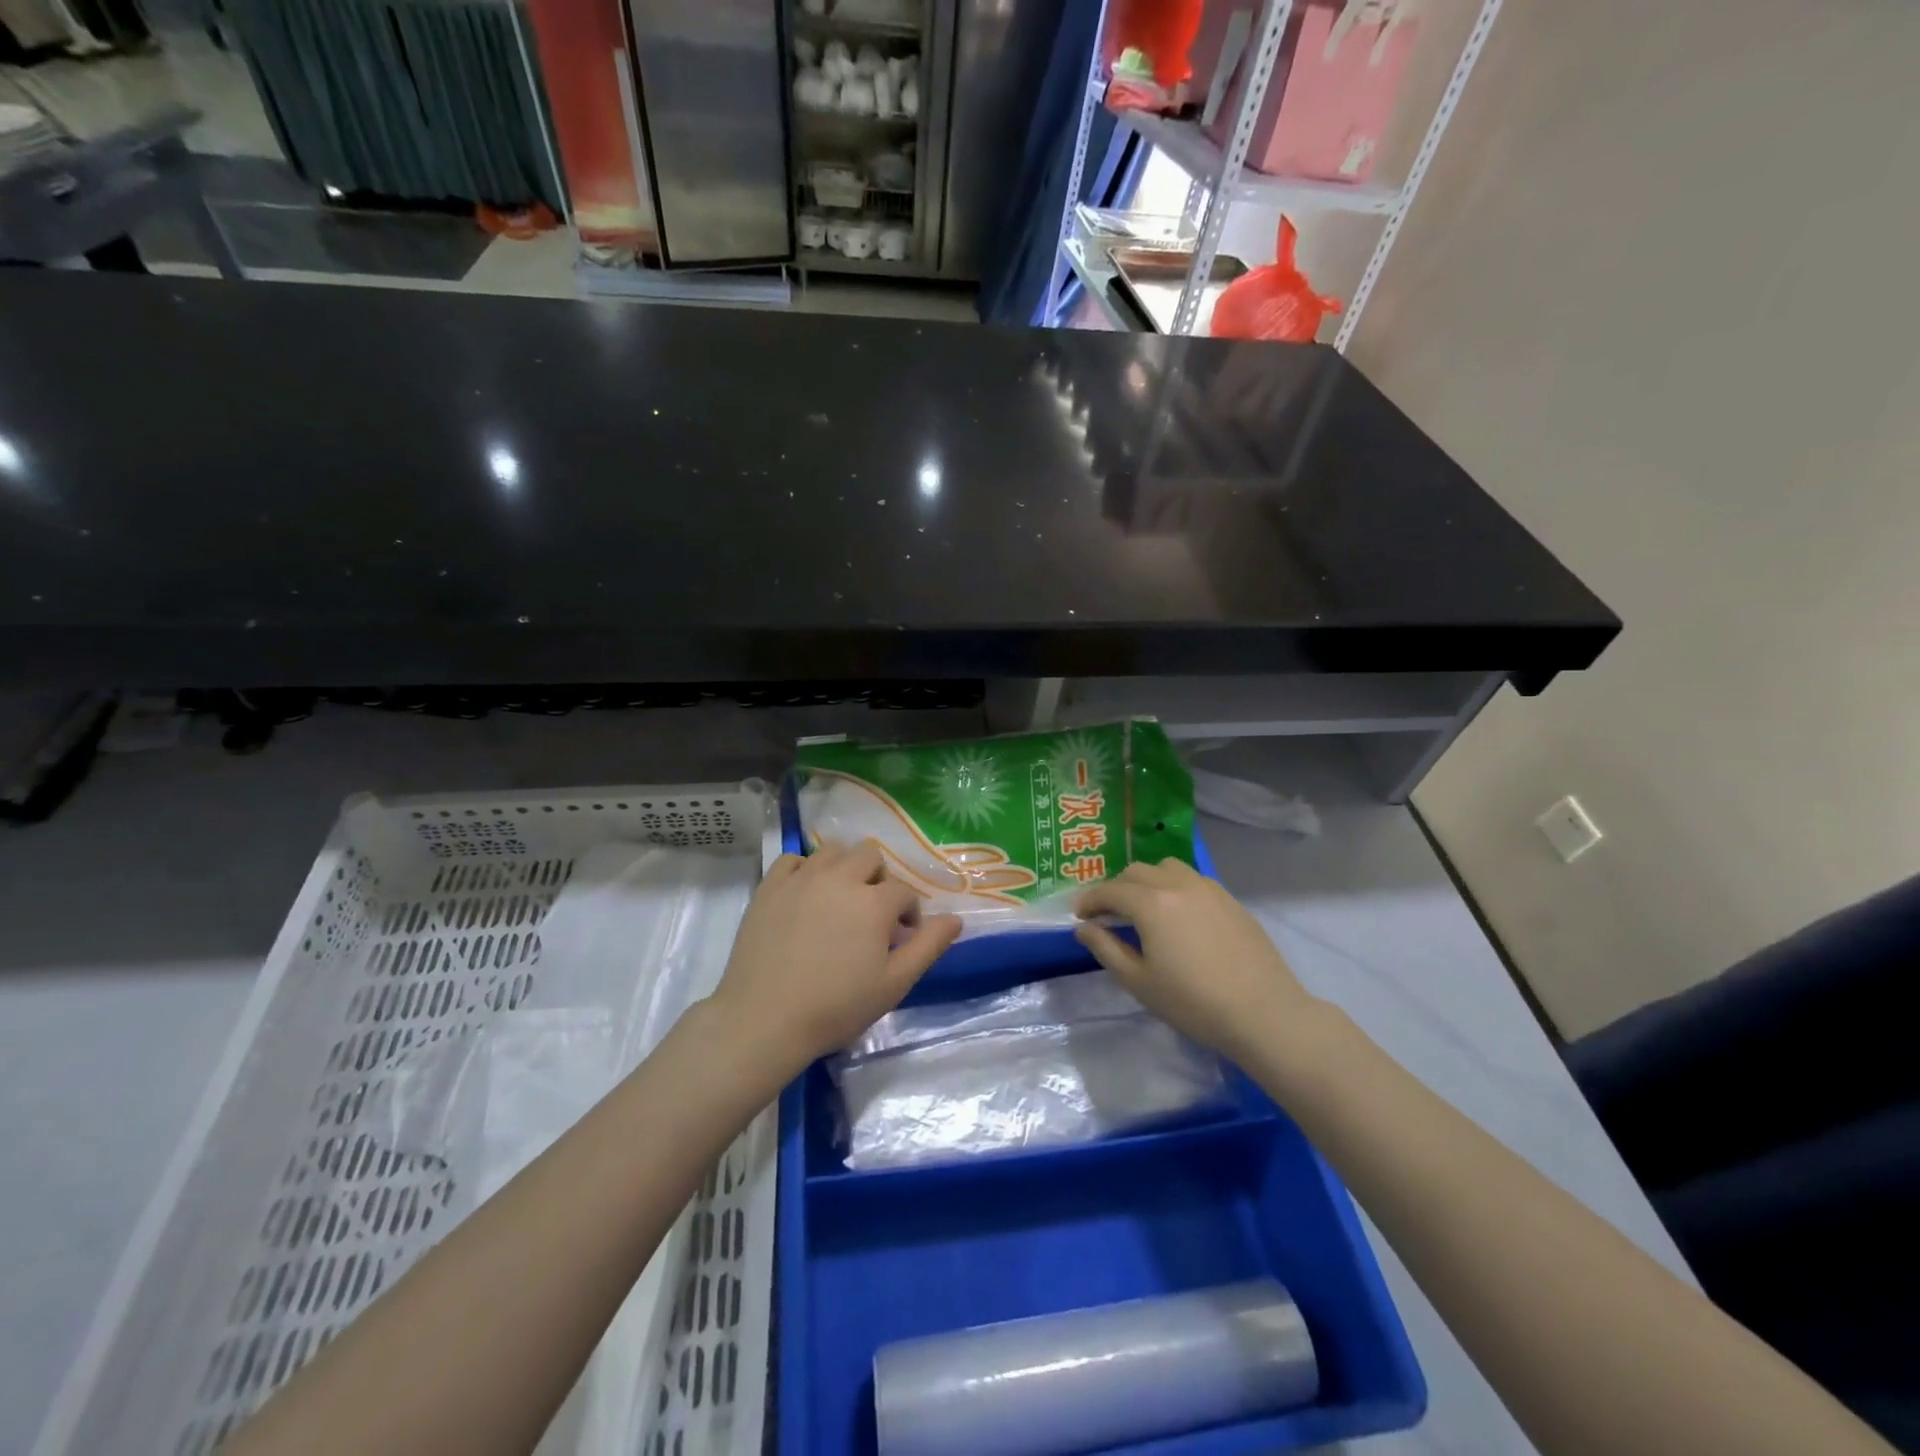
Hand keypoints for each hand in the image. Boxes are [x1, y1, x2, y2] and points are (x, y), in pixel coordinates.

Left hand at [712, 841, 960, 1074]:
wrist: (764, 1020)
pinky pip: (793, 860)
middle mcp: (839, 878)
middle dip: (878, 881)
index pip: (904, 891)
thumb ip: (928, 947)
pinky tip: (805, 895)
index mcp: (873, 902)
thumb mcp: (894, 984)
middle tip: (871, 917)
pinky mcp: (769, 887)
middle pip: (870, 856)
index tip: (900, 940)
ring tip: (839, 902)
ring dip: (844, 869)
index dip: (909, 915)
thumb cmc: (836, 1007)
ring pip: (833, 851)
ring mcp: (801, 878)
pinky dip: (805, 870)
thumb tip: (955, 919)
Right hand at [1075, 859, 1316, 1062]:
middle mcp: (1178, 884)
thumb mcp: (1139, 982)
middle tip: (1109, 915)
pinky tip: (1179, 916)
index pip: (1110, 890)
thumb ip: (1106, 949)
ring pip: (1167, 867)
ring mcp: (1208, 888)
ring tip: (1144, 908)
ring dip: (1147, 881)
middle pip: (1137, 871)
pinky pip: (1192, 879)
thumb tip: (1083, 928)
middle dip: (1116, 888)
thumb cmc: (1193, 1003)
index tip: (1081, 917)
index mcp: (1151, 903)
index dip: (1090, 901)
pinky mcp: (1230, 899)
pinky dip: (1174, 887)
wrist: (1263, 1013)